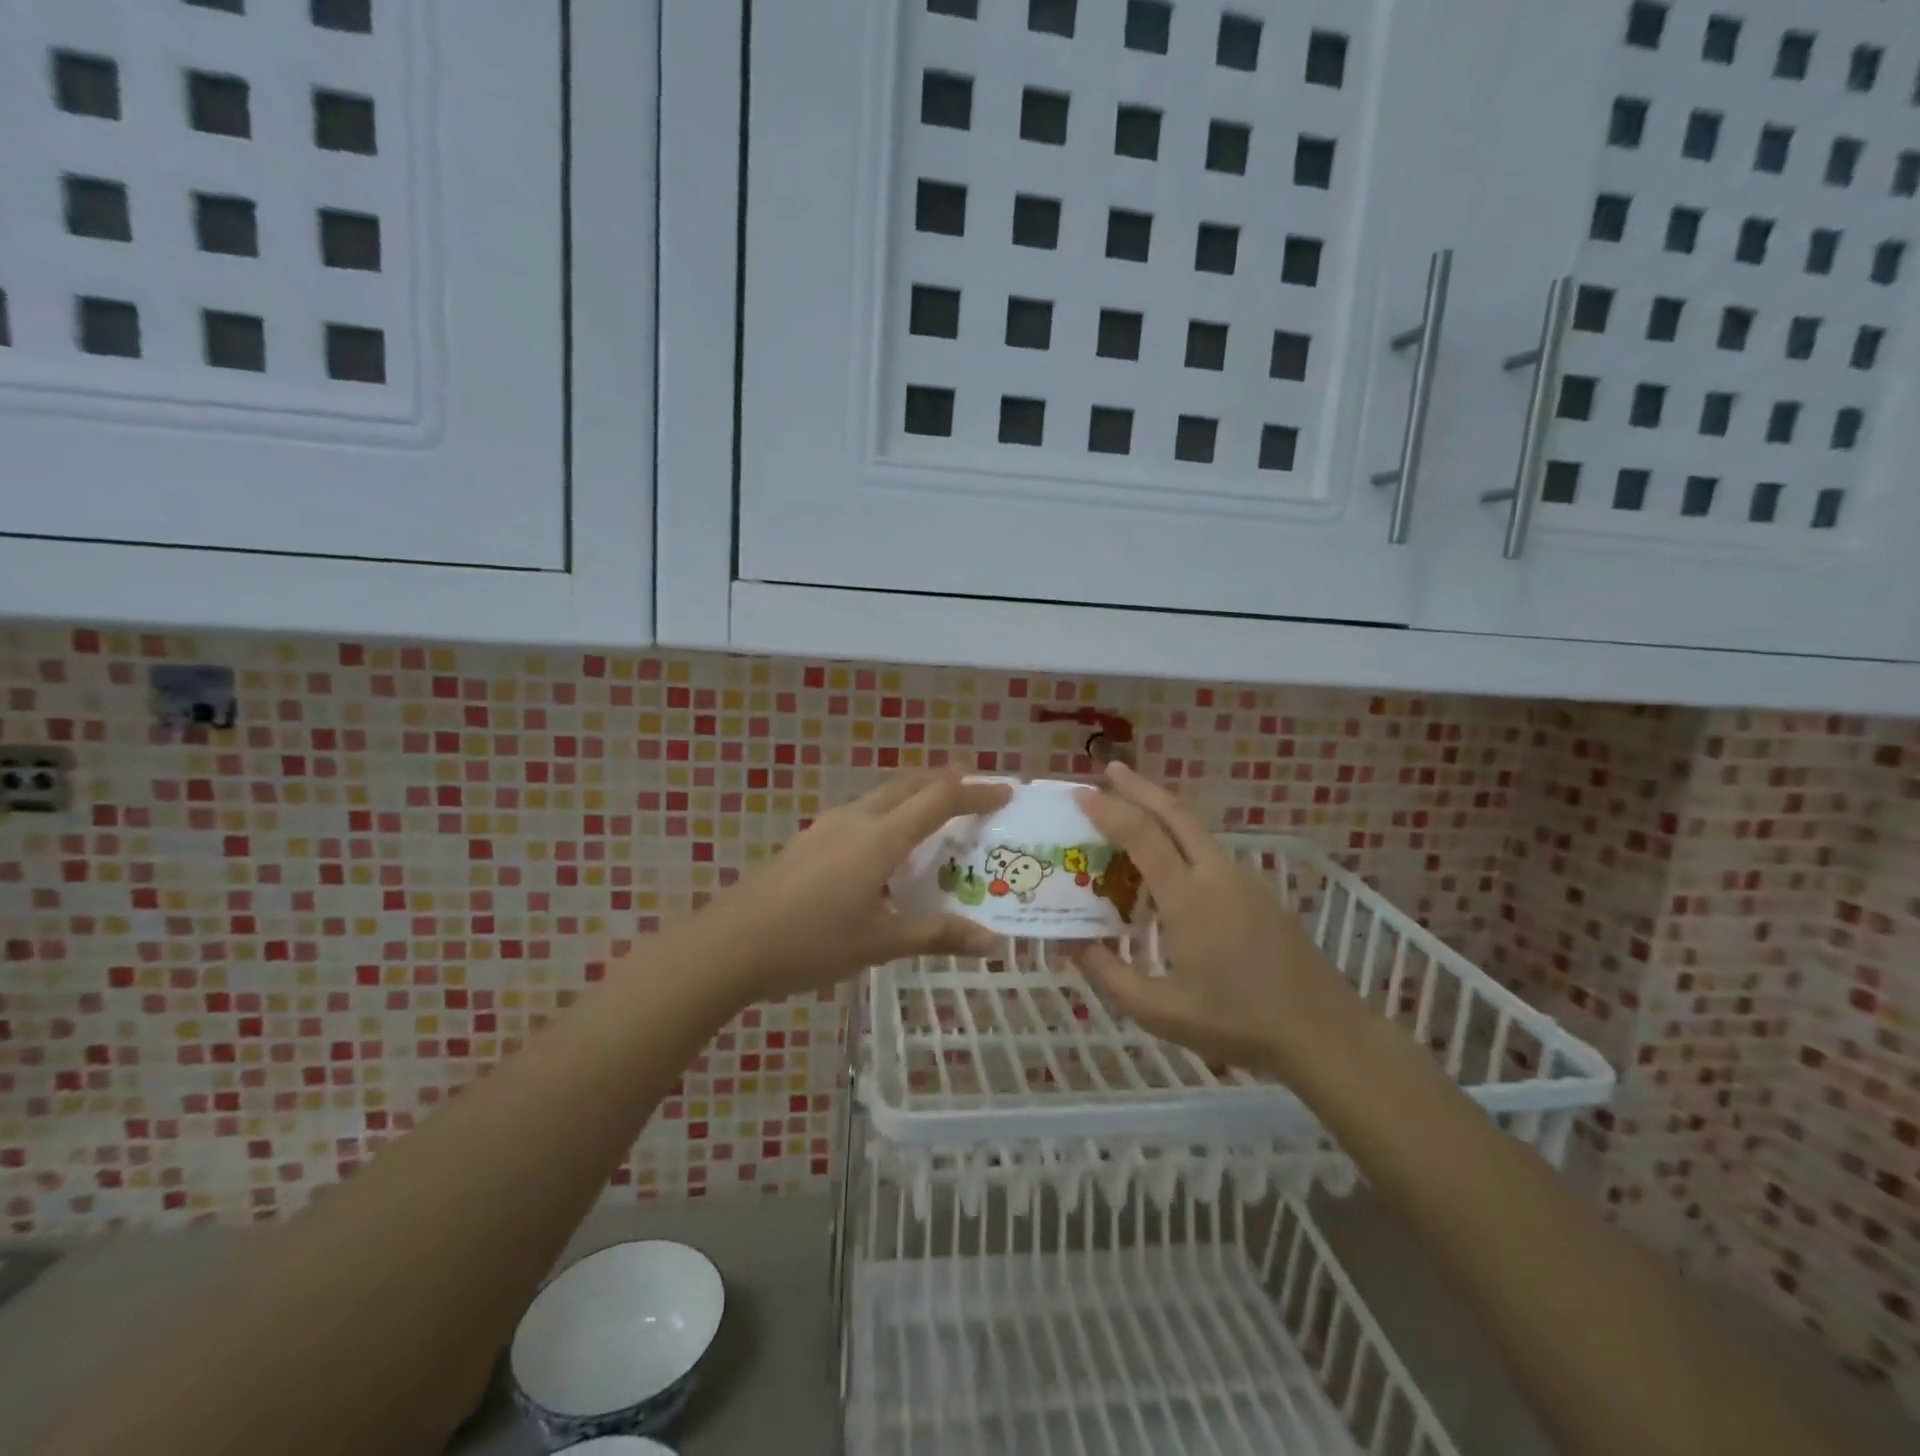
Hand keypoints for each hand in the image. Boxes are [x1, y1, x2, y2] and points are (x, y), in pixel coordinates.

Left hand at [711, 768, 1012, 1002]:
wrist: (729, 945)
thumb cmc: (811, 943)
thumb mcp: (880, 943)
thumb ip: (937, 935)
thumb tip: (991, 942)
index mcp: (881, 838)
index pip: (940, 799)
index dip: (975, 791)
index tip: (1005, 792)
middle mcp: (856, 819)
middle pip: (909, 784)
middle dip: (945, 782)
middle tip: (975, 793)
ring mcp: (826, 826)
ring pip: (882, 796)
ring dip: (914, 796)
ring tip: (935, 818)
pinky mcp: (808, 841)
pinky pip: (861, 813)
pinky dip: (888, 815)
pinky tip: (884, 850)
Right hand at [1070, 762, 1364, 1080]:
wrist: (1325, 1033)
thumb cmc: (1238, 1024)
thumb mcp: (1161, 1012)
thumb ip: (1109, 975)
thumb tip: (1069, 943)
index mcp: (1189, 899)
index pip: (1143, 836)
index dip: (1109, 810)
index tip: (1080, 795)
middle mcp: (1217, 875)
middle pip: (1175, 813)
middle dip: (1139, 786)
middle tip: (1109, 769)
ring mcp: (1244, 880)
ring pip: (1196, 829)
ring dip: (1162, 810)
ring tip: (1131, 810)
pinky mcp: (1260, 892)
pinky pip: (1211, 851)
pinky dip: (1181, 837)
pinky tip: (1170, 863)